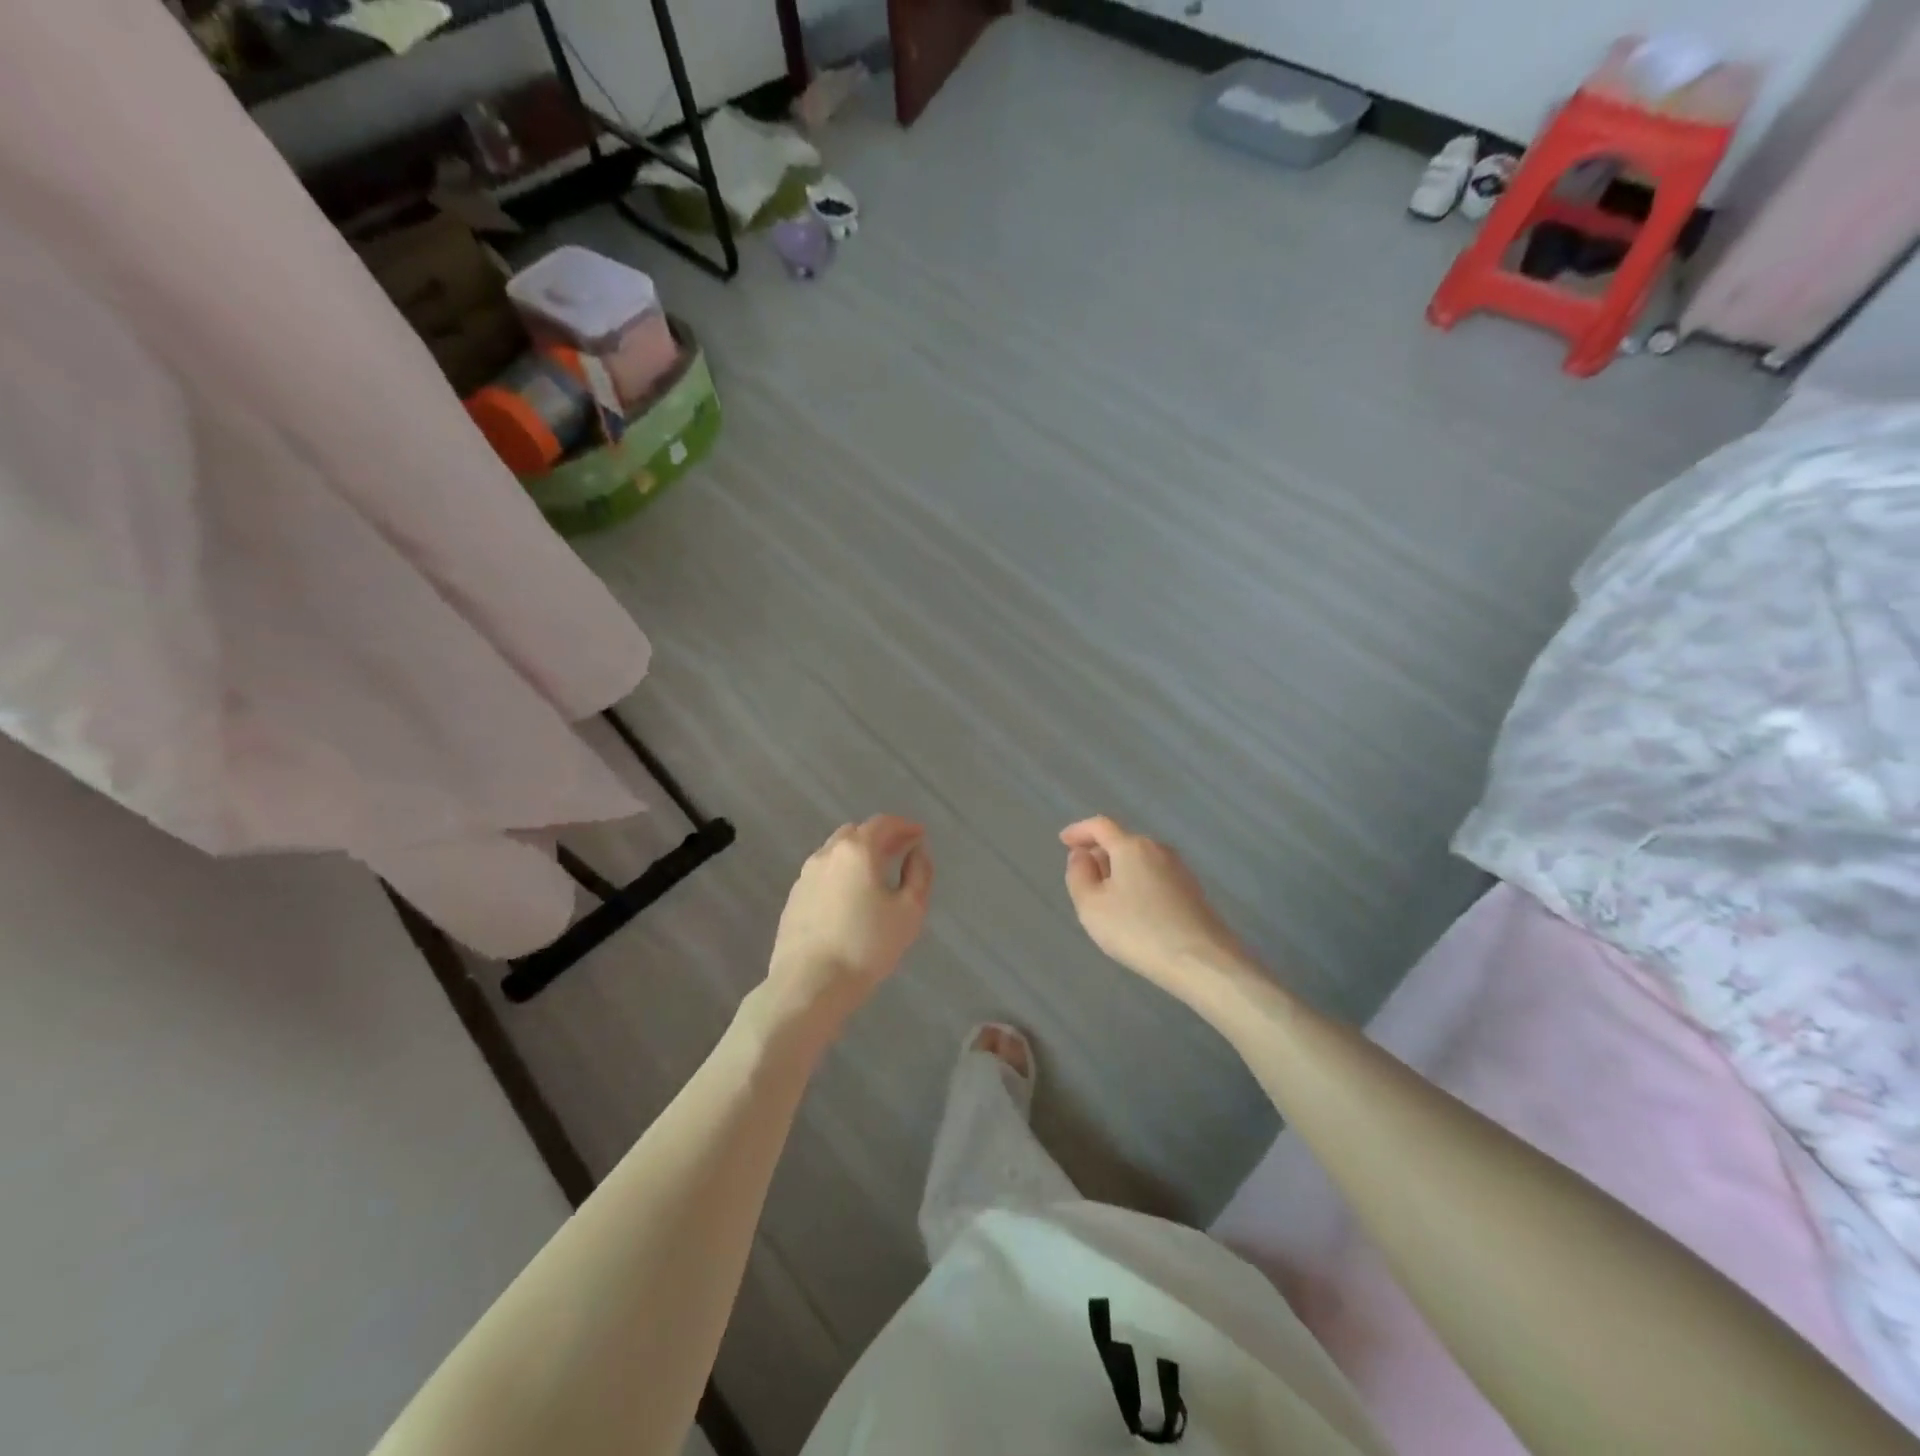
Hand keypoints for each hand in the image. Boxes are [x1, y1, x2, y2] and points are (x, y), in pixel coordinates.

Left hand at [762, 815, 932, 1035]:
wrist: (810, 984)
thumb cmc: (867, 946)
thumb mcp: (909, 910)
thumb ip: (919, 873)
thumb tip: (916, 852)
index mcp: (857, 850)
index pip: (882, 823)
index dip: (904, 826)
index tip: (919, 835)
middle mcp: (827, 854)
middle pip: (856, 833)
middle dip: (880, 837)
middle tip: (900, 852)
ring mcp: (805, 876)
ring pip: (835, 853)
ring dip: (858, 855)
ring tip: (876, 875)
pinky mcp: (794, 899)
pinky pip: (823, 874)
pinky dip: (841, 874)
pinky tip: (850, 897)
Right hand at [1061, 816, 1245, 1002]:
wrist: (1201, 961)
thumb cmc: (1138, 930)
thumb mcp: (1091, 905)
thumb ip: (1079, 875)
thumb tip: (1082, 856)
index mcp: (1131, 846)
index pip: (1100, 826)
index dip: (1079, 831)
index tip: (1064, 841)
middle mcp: (1158, 850)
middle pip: (1122, 842)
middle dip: (1100, 854)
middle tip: (1083, 877)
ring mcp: (1180, 870)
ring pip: (1140, 861)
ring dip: (1120, 872)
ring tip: (1107, 899)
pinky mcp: (1193, 892)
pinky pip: (1155, 878)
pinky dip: (1137, 885)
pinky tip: (1134, 912)